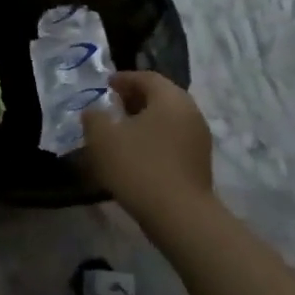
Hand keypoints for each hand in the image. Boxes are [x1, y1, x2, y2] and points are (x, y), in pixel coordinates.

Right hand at [81, 72, 213, 219]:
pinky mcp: (199, 163)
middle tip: (112, 106)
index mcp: (170, 98)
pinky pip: (173, 140)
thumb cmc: (139, 167)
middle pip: (160, 97)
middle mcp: (190, 112)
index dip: (124, 79)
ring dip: (144, 121)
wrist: (180, 216)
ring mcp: (199, 139)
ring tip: (120, 132)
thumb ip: (94, 118)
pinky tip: (136, 154)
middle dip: (135, 99)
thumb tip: (95, 112)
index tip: (105, 85)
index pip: (147, 77)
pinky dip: (154, 139)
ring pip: (167, 120)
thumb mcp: (103, 139)